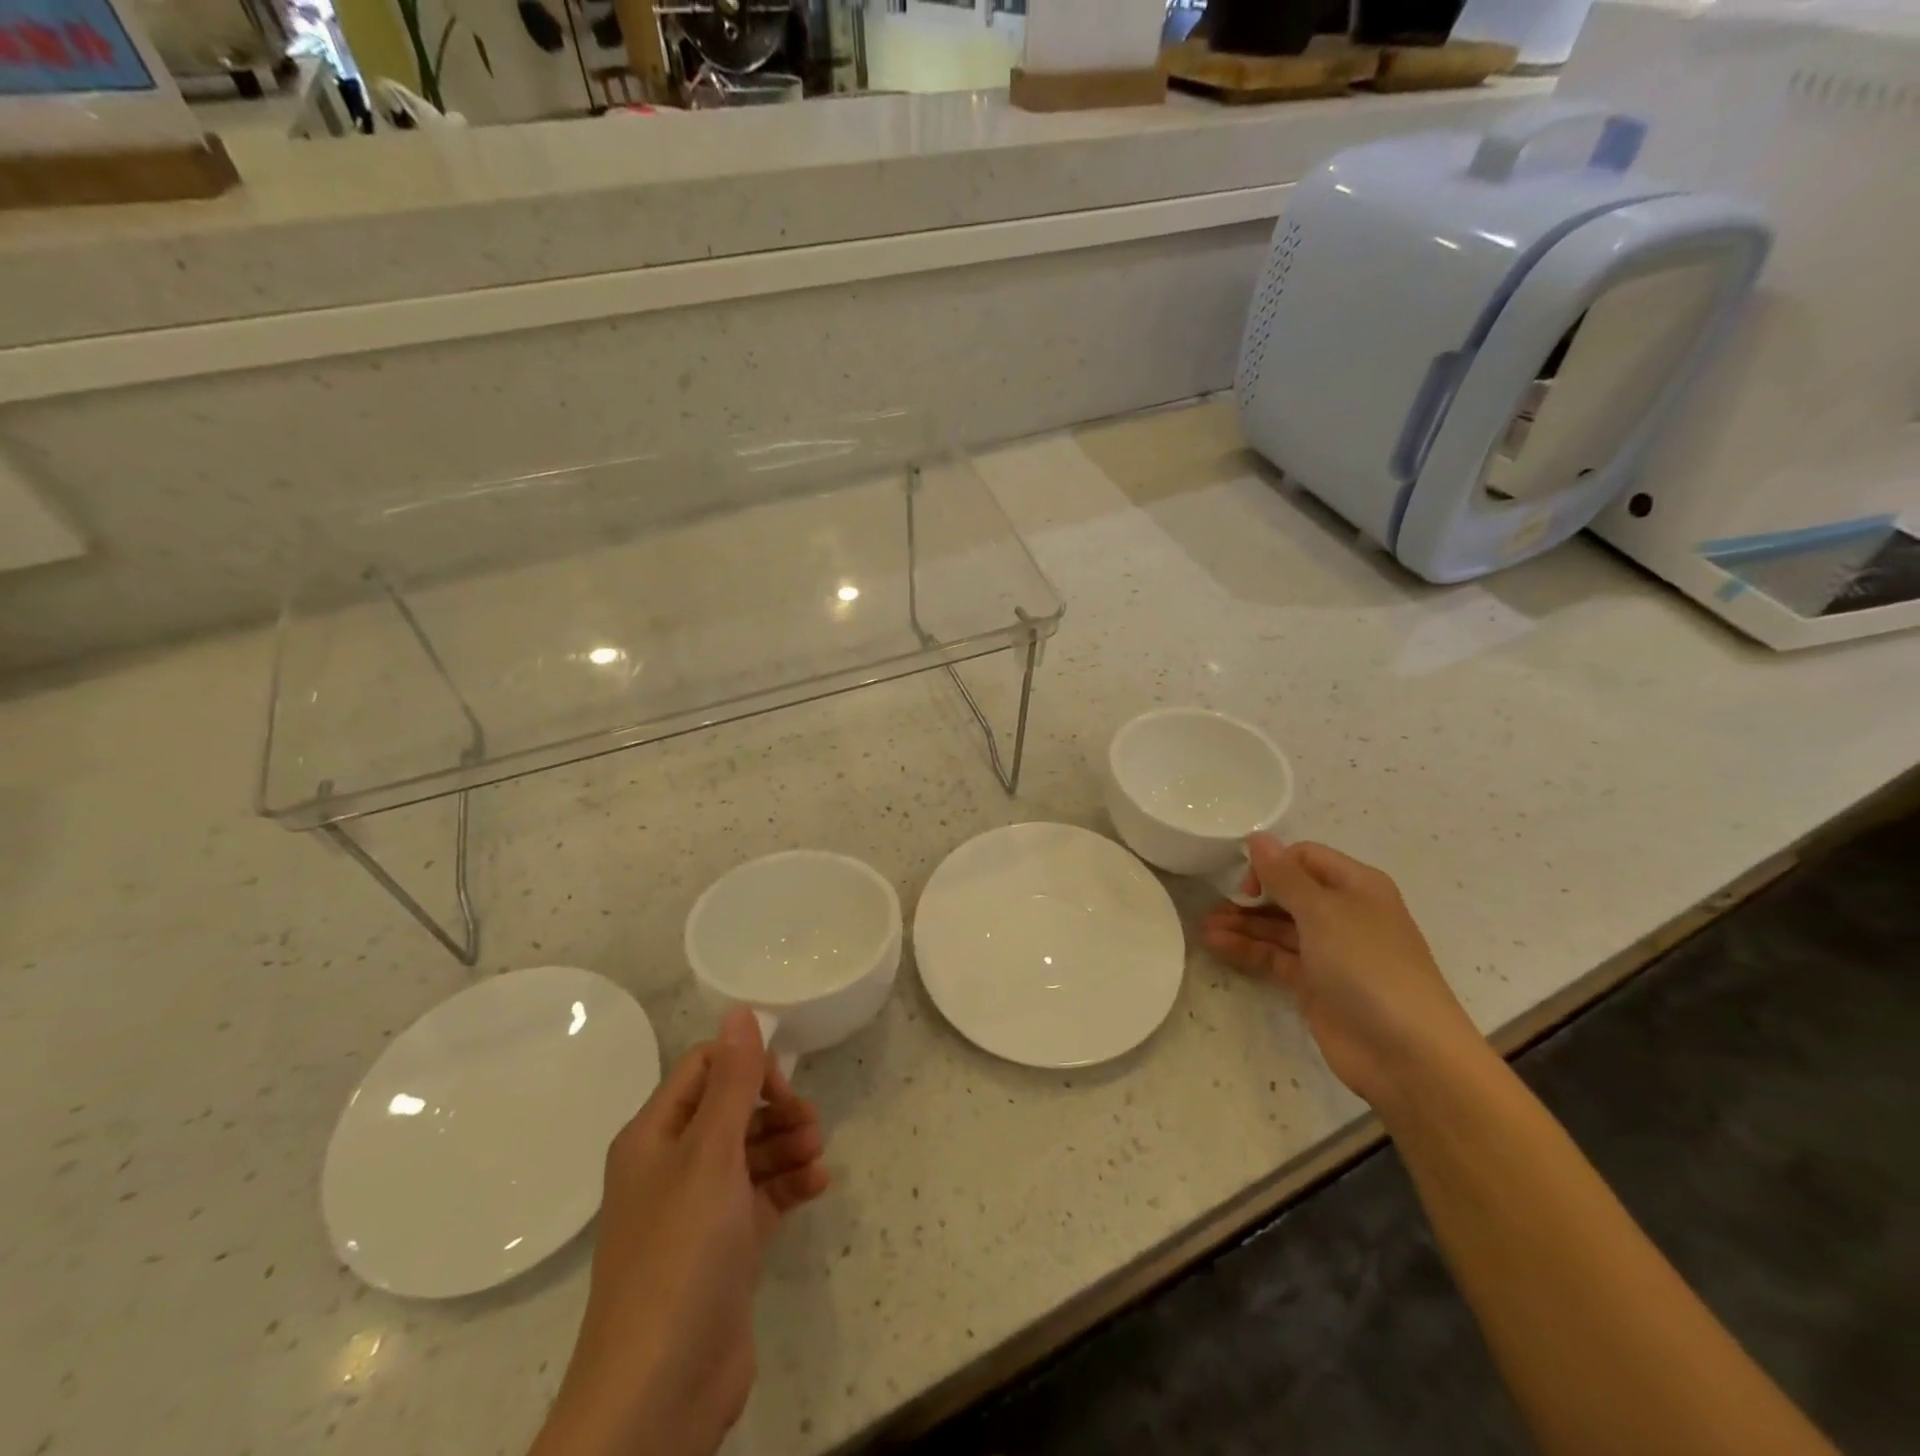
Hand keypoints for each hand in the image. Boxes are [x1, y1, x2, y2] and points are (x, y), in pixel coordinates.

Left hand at [532, 1009, 829, 1455]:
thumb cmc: (681, 1255)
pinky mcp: (724, 1248)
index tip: (782, 1086)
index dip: (746, 1067)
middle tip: (811, 1125)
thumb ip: (731, 1081)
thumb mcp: (710, 1156)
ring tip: (817, 1159)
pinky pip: (761, 1196)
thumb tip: (739, 1009)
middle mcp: (673, 1166)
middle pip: (732, 1110)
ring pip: (752, 1153)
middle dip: (776, 1109)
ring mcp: (698, 1210)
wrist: (658, 1393)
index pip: (704, 1069)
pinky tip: (817, 1188)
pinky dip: (789, 1185)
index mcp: (655, 1136)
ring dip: (788, 1146)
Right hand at [1201, 835, 1487, 1109]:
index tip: (1246, 885)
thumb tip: (1257, 837)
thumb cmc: (1368, 966)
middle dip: (1251, 896)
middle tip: (1213, 906)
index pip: (1305, 858)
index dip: (1273, 865)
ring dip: (1242, 924)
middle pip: (1288, 893)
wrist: (1406, 1053)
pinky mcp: (1315, 984)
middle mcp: (1344, 914)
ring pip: (1278, 927)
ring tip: (1203, 928)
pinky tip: (1216, 946)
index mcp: (1356, 886)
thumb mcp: (1323, 911)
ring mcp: (1329, 951)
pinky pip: (1275, 957)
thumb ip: (1284, 875)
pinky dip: (1247, 950)